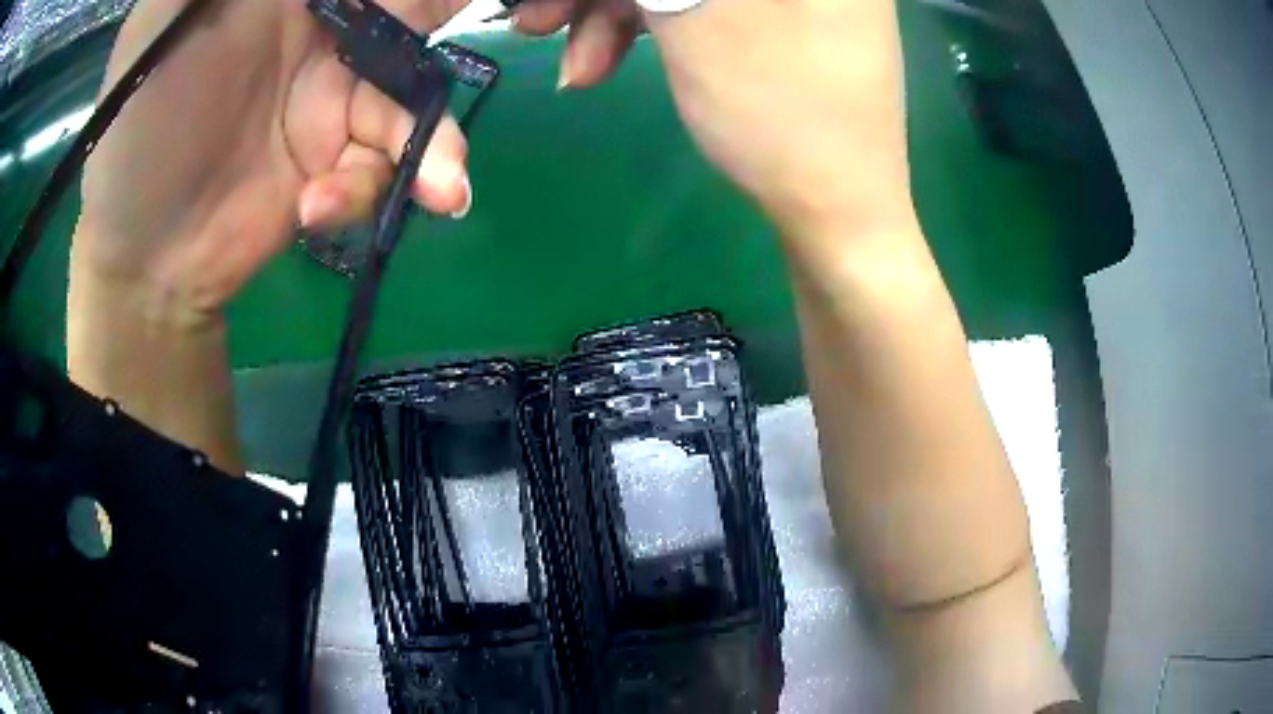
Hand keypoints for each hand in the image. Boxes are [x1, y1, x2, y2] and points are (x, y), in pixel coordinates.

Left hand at [76, 0, 473, 320]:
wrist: (143, 256)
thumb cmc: (136, 129)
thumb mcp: (159, 24)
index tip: (432, 2)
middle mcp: (324, 34)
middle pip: (413, 17)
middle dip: (450, 26)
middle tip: (517, 39)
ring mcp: (334, 100)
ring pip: (414, 100)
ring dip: (436, 144)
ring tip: (442, 188)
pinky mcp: (334, 164)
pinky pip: (380, 167)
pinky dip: (363, 191)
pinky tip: (316, 210)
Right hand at [516, 0, 915, 239]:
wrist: (837, 216)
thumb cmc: (785, 117)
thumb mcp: (706, 22)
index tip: (559, 6)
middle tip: (537, 26)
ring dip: (612, 16)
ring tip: (577, 70)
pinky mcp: (771, 21)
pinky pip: (695, 6)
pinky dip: (643, 30)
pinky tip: (604, 64)